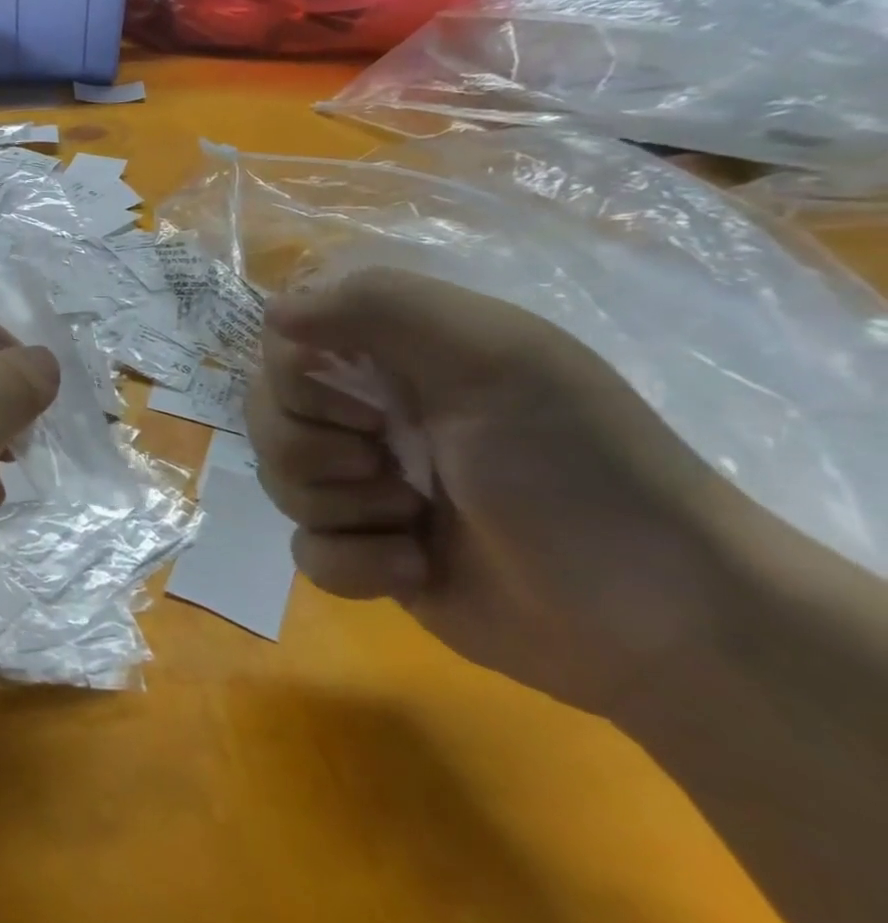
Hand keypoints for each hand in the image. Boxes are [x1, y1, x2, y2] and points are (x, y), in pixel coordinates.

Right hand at [247, 268, 767, 715]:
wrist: (655, 616)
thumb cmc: (572, 464)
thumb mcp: (491, 355)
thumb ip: (377, 306)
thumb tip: (271, 313)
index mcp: (392, 358)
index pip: (282, 346)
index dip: (298, 380)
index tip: (365, 406)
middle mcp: (367, 413)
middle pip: (267, 417)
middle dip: (317, 452)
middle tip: (390, 464)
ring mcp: (363, 486)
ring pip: (279, 482)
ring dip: (344, 508)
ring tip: (416, 521)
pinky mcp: (365, 553)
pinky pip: (306, 551)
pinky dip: (354, 564)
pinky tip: (413, 569)